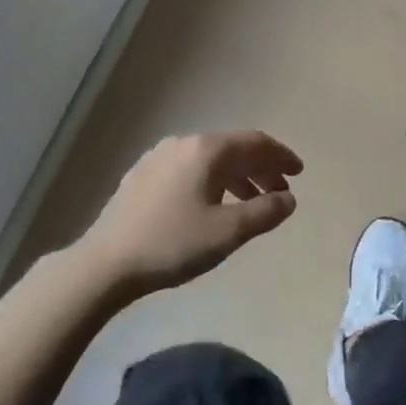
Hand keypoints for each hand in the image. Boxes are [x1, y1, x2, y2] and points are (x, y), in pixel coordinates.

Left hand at [81, 132, 301, 295]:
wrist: (106, 262)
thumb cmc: (172, 244)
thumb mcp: (227, 232)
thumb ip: (264, 212)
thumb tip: (289, 198)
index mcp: (206, 150)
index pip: (254, 142)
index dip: (281, 156)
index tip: (299, 173)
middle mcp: (183, 143)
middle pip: (233, 148)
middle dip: (261, 168)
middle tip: (281, 190)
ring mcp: (159, 157)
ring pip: (210, 160)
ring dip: (238, 177)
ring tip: (253, 203)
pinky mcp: (143, 175)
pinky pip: (190, 169)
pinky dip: (213, 181)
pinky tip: (213, 205)